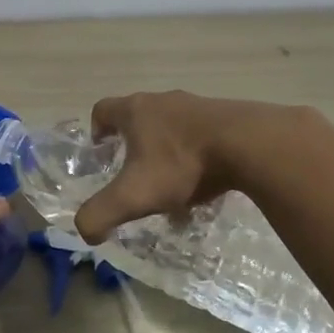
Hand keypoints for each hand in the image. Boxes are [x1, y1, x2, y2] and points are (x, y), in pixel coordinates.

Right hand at [74, 91, 285, 243]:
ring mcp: (197, 105)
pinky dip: (196, 155)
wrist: (248, 144)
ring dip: (167, 151)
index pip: (103, 110)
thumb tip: (85, 231)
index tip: (101, 152)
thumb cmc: (181, 164)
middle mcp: (163, 101)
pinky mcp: (226, 115)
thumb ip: (100, 214)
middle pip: (139, 117)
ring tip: (174, 185)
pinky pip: (201, 134)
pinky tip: (206, 182)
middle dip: (133, 144)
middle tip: (136, 174)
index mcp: (135, 111)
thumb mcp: (133, 195)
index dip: (96, 130)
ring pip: (171, 126)